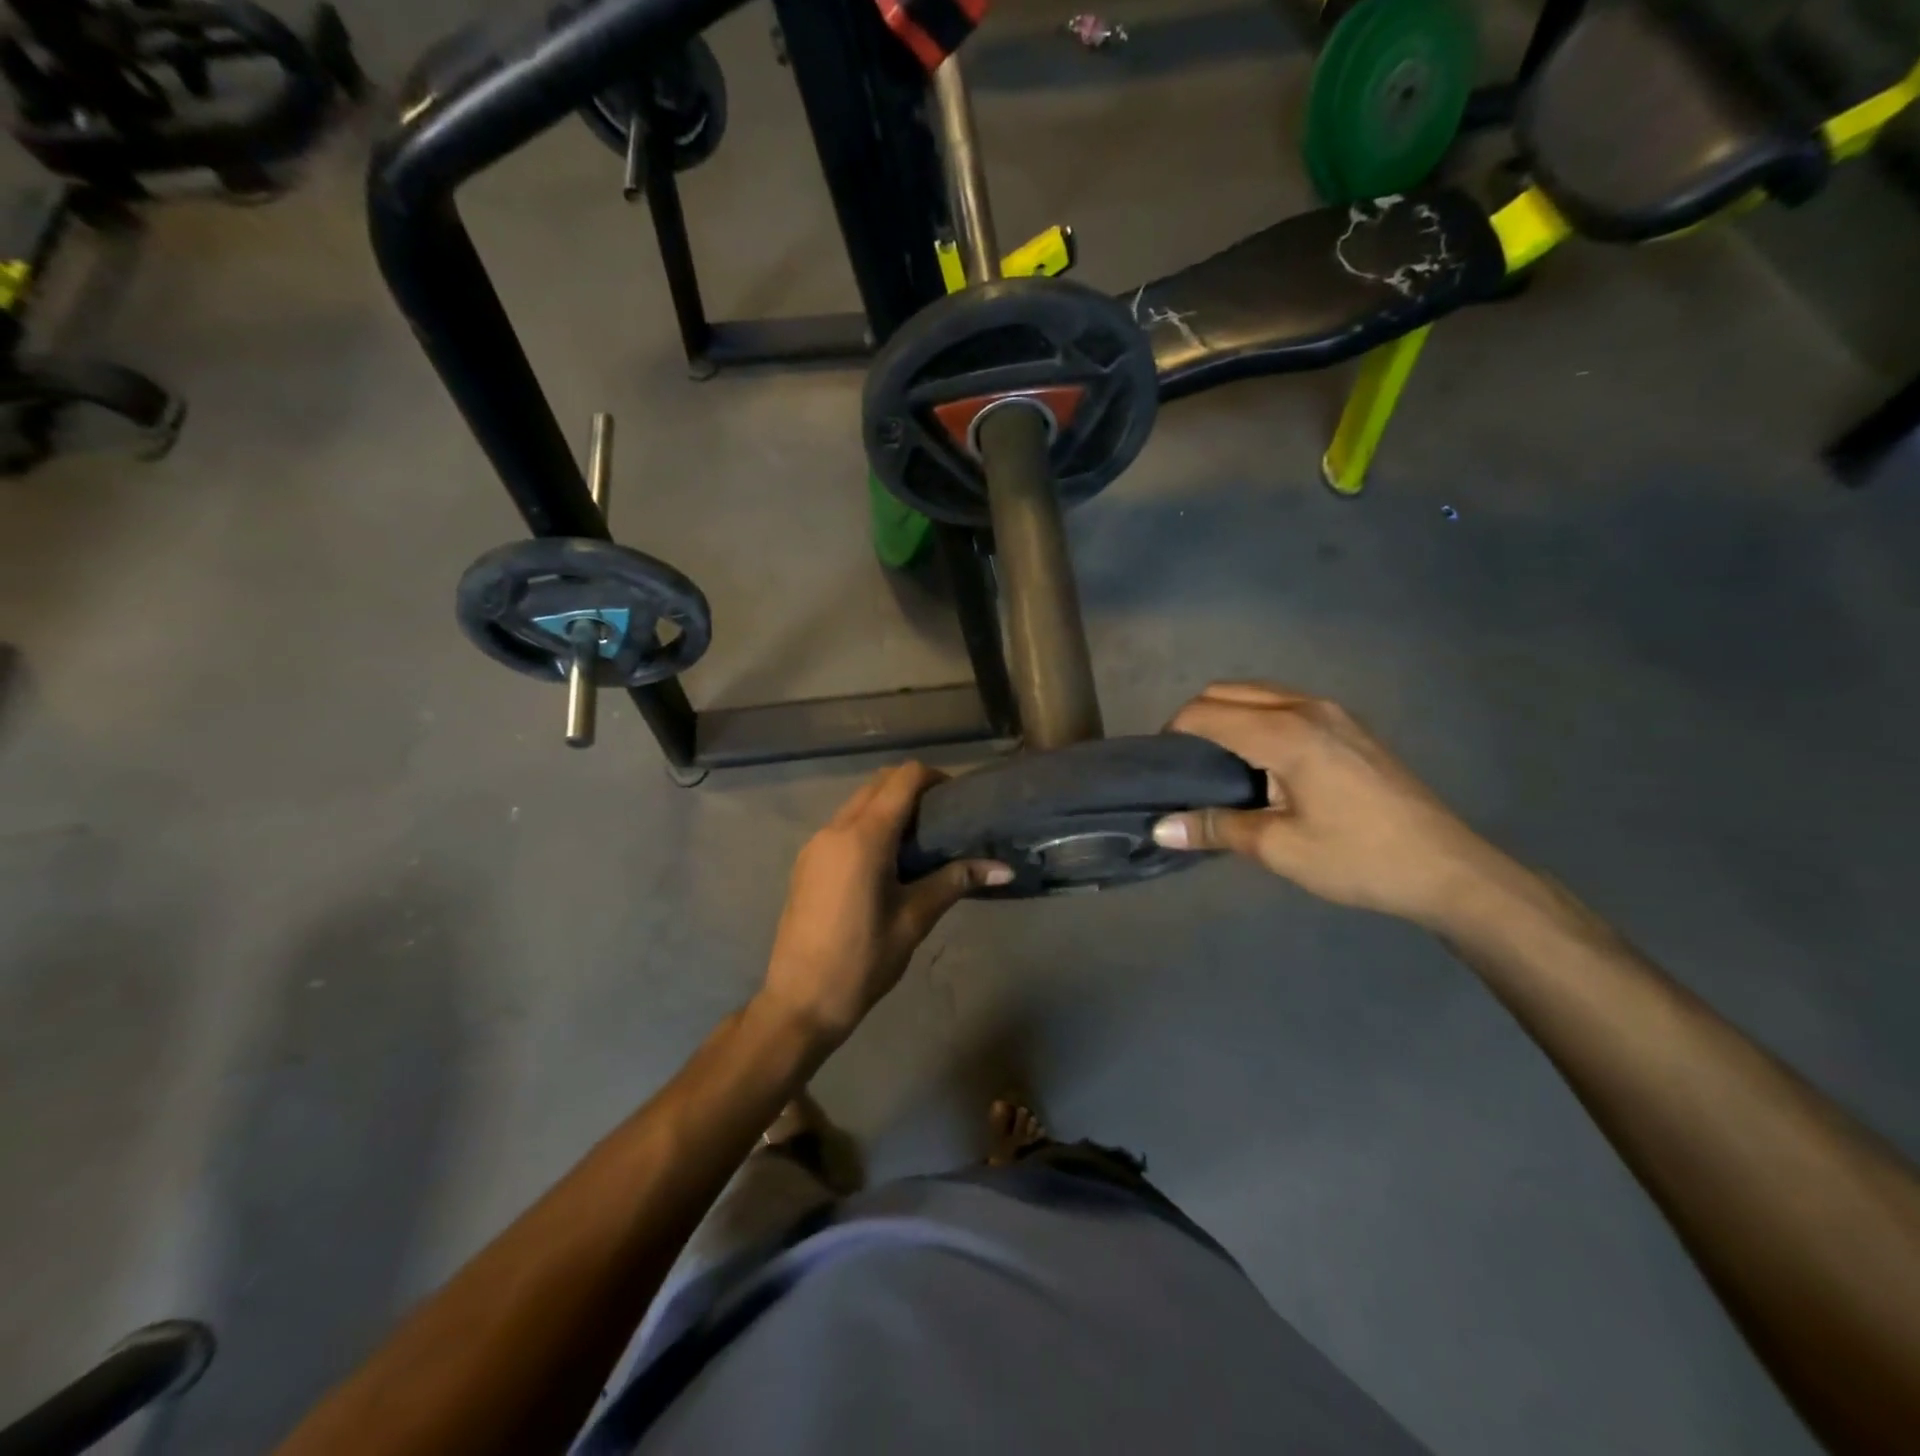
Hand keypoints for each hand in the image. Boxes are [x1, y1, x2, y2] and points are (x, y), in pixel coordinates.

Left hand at [760, 762, 1010, 1046]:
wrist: (800, 1002)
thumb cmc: (863, 961)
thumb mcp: (914, 920)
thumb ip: (955, 881)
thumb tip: (1004, 869)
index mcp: (864, 837)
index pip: (902, 779)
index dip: (933, 778)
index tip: (957, 800)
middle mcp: (835, 829)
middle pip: (878, 783)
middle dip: (912, 789)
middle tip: (943, 819)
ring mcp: (815, 844)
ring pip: (857, 803)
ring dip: (888, 806)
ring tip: (919, 841)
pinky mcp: (806, 862)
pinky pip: (842, 825)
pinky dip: (868, 825)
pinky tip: (887, 861)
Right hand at [1153, 683, 1512, 927]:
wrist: (1446, 868)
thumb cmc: (1358, 859)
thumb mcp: (1280, 848)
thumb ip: (1216, 828)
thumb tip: (1159, 828)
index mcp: (1286, 734)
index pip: (1207, 713)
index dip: (1174, 733)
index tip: (1161, 768)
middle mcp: (1306, 708)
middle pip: (1228, 691)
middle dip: (1195, 718)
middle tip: (1184, 765)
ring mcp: (1333, 712)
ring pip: (1258, 692)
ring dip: (1227, 714)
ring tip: (1217, 761)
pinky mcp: (1349, 724)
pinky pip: (1284, 703)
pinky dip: (1256, 717)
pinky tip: (1261, 761)